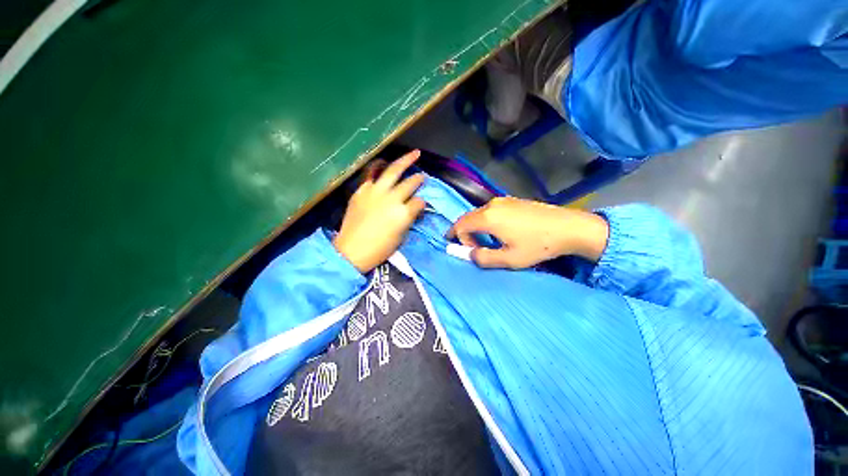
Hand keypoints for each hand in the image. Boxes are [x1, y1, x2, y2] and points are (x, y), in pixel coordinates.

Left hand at [333, 150, 426, 272]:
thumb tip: (413, 208)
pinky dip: (381, 169)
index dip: (422, 202)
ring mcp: (375, 192)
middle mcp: (391, 199)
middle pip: (409, 183)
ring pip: (393, 170)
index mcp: (403, 213)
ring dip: (405, 161)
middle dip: (419, 178)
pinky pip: (373, 175)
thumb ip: (409, 219)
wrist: (351, 251)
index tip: (422, 203)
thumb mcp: (401, 237)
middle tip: (423, 175)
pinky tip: (385, 165)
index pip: (419, 202)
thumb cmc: (380, 249)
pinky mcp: (362, 191)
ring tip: (414, 153)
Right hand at [446, 196, 608, 268]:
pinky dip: (486, 221)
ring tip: (488, 241)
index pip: (460, 225)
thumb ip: (483, 258)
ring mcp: (502, 200)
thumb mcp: (509, 259)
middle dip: (465, 233)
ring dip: (476, 227)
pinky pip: (490, 210)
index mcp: (488, 217)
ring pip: (478, 214)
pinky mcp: (512, 200)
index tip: (469, 252)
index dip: (458, 239)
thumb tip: (469, 255)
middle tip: (475, 248)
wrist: (569, 227)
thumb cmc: (538, 245)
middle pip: (467, 218)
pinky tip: (499, 231)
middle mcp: (491, 205)